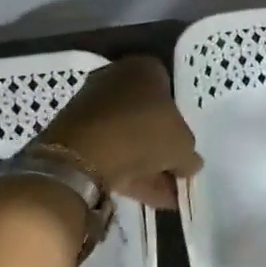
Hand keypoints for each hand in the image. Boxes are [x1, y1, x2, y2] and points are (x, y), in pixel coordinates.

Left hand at [41, 57, 202, 209]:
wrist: (82, 155)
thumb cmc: (143, 133)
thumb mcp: (183, 145)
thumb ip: (189, 153)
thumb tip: (189, 163)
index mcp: (144, 69)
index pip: (169, 88)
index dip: (181, 116)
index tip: (185, 140)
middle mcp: (115, 80)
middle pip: (147, 115)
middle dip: (162, 145)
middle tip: (177, 171)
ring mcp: (92, 107)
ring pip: (129, 137)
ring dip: (148, 165)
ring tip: (168, 195)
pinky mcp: (75, 135)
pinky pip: (111, 153)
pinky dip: (130, 172)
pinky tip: (149, 197)